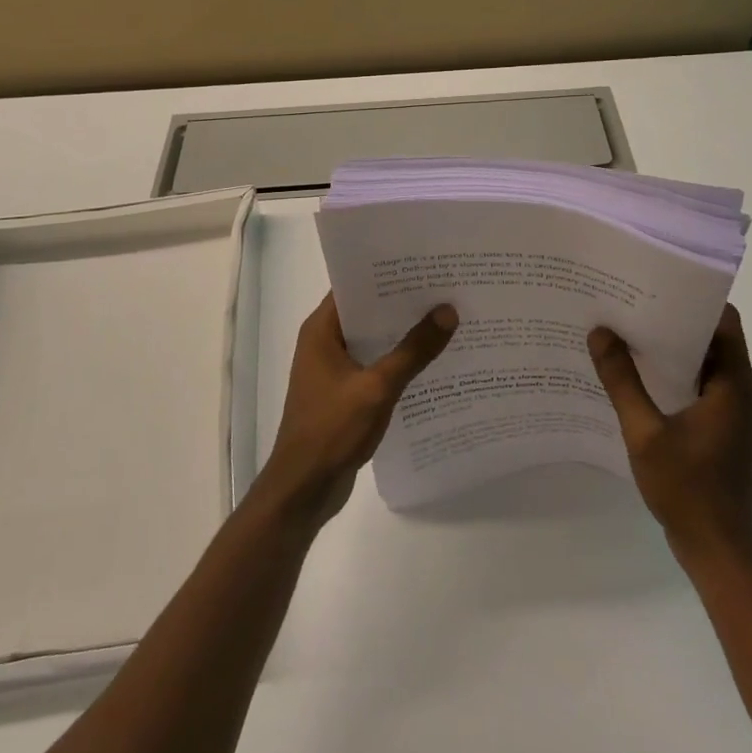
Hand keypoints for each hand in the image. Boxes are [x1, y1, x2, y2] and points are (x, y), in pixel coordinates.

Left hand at [254, 292, 457, 526]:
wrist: (303, 489)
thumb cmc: (331, 430)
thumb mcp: (377, 388)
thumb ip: (413, 351)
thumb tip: (448, 312)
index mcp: (322, 330)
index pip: (355, 286)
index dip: (388, 273)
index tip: (425, 263)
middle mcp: (325, 342)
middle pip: (368, 311)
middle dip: (403, 303)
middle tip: (446, 288)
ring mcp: (334, 369)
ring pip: (374, 340)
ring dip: (403, 334)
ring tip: (447, 319)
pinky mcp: (345, 393)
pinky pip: (376, 365)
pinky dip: (399, 361)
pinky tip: (432, 361)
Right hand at [588, 305, 751, 568]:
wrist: (718, 551)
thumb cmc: (687, 489)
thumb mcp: (645, 433)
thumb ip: (622, 382)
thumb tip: (600, 333)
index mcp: (734, 385)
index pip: (724, 322)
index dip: (693, 299)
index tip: (655, 285)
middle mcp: (741, 392)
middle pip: (713, 339)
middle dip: (674, 321)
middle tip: (630, 306)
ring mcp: (734, 414)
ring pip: (706, 365)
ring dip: (673, 350)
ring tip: (628, 334)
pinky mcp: (723, 432)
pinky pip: (702, 388)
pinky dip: (675, 376)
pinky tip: (638, 379)